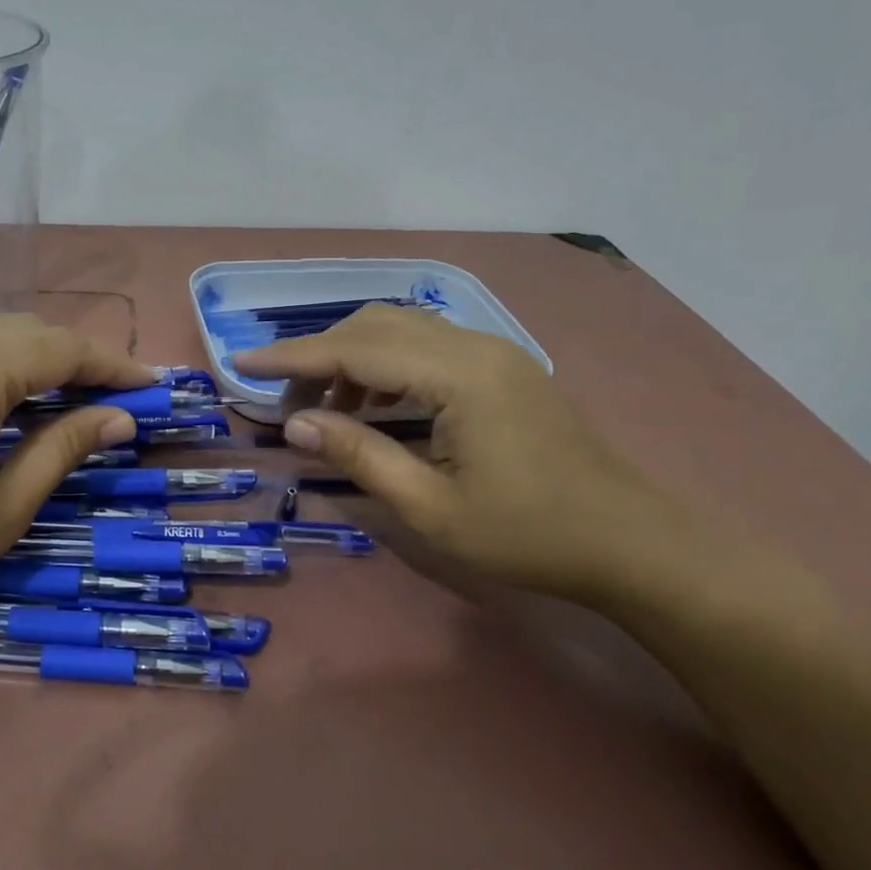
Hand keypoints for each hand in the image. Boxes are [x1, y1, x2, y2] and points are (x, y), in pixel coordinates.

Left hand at [0, 313, 152, 653]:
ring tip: (49, 400)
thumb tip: (120, 418)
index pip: (65, 349)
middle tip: (105, 399)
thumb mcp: (4, 504)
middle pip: (23, 332)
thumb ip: (65, 447)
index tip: (150, 388)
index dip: (114, 367)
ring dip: (22, 360)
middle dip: (71, 361)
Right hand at [234, 304, 681, 607]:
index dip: (292, 357)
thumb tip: (295, 424)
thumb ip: (357, 455)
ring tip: (325, 411)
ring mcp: (493, 352)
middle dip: (319, 357)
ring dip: (351, 360)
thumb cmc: (526, 535)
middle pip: (375, 325)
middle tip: (286, 406)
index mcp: (459, 376)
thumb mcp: (429, 508)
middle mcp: (475, 346)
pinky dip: (384, 366)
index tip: (241, 363)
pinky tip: (373, 406)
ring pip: (400, 330)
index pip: (356, 350)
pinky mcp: (502, 368)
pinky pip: (426, 347)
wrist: (629, 544)